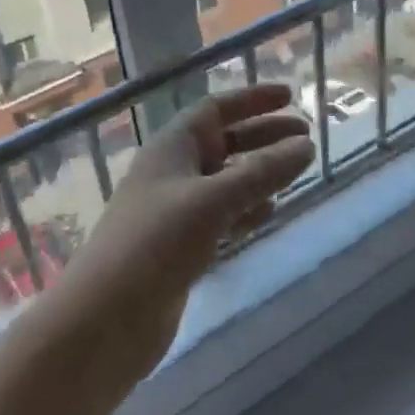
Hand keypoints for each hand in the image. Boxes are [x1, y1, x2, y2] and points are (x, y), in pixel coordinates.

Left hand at [48, 85, 314, 376]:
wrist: (106, 317)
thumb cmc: (156, 243)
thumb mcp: (213, 200)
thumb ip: (262, 172)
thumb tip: (305, 146)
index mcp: (172, 147)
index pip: (216, 109)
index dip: (252, 99)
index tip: (290, 96)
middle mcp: (173, 171)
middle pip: (225, 142)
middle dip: (264, 136)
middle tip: (307, 137)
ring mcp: (175, 210)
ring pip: (225, 179)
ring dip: (259, 173)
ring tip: (296, 172)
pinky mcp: (180, 245)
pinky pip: (221, 214)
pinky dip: (246, 209)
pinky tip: (269, 213)